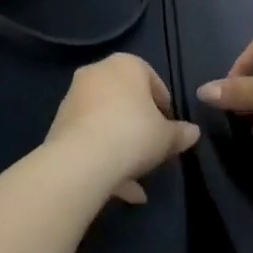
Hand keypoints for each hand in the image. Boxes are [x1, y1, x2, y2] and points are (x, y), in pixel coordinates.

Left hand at [46, 54, 200, 203]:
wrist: (81, 160)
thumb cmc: (133, 134)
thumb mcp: (166, 137)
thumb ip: (180, 133)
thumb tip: (193, 132)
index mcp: (125, 65)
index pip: (151, 79)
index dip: (163, 105)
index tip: (169, 128)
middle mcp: (97, 73)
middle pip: (125, 99)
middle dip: (139, 125)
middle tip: (152, 148)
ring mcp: (74, 97)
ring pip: (106, 121)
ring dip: (121, 146)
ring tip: (138, 179)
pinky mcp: (60, 123)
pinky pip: (89, 137)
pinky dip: (104, 157)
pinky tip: (119, 188)